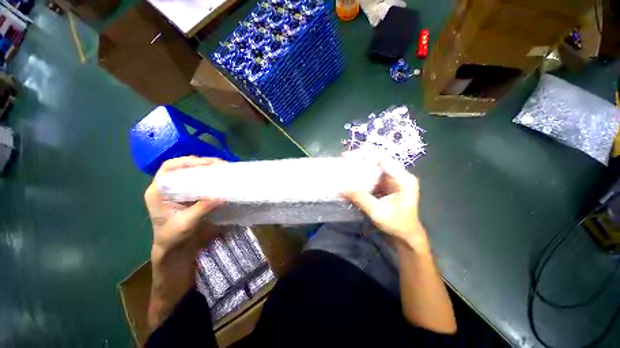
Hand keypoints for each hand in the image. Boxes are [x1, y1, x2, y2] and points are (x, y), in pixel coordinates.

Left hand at [144, 156, 224, 261]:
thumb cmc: (173, 237)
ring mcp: (179, 190)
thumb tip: (221, 195)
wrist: (175, 249)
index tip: (206, 164)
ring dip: (208, 168)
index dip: (187, 162)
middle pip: (183, 167)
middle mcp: (167, 187)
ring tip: (223, 168)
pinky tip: (220, 178)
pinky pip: (199, 181)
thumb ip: (201, 208)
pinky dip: (210, 177)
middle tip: (219, 164)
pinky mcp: (190, 195)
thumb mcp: (186, 223)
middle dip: (201, 163)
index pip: (169, 168)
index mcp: (158, 192)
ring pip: (192, 172)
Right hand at [342, 159, 428, 252]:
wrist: (406, 235)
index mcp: (403, 179)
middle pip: (377, 160)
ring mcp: (392, 180)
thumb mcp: (378, 212)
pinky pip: (371, 176)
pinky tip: (350, 179)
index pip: (383, 158)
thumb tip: (341, 188)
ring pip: (373, 167)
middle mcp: (398, 175)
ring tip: (344, 168)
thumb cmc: (397, 225)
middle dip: (360, 159)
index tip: (348, 156)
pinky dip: (360, 177)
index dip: (365, 154)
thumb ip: (360, 199)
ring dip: (359, 167)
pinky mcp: (385, 185)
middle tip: (344, 160)